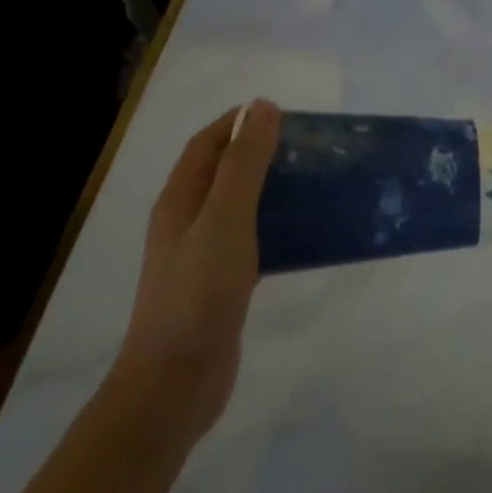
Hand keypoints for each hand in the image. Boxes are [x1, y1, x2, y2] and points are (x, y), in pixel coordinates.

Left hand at [109, 99, 280, 445]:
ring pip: (241, 207)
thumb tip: (262, 107)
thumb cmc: (198, 294)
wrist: (175, 385)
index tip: (286, 115)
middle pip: (225, 173)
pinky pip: (252, 240)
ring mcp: (203, 255)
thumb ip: (244, 164)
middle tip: (311, 149)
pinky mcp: (222, 284)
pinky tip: (307, 234)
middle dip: (263, 153)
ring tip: (317, 183)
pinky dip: (277, 227)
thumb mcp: (225, 219)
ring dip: (274, 190)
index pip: (207, 144)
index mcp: (180, 200)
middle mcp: (187, 222)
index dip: (239, 122)